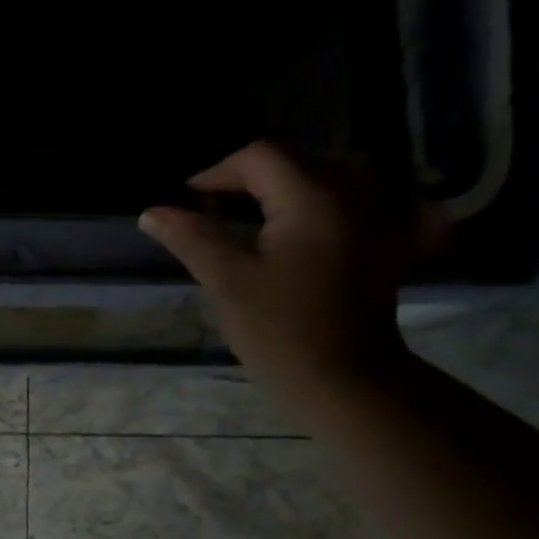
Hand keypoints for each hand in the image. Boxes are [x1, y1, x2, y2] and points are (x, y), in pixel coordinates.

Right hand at [139, 142, 442, 413]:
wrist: (346, 381)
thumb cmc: (281, 333)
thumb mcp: (228, 284)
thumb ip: (191, 238)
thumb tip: (152, 212)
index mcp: (313, 198)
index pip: (260, 157)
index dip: (217, 173)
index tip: (188, 201)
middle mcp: (354, 192)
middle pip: (295, 162)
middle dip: (249, 180)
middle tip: (212, 212)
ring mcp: (378, 215)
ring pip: (324, 177)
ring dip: (283, 189)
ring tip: (249, 218)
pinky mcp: (387, 240)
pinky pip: (353, 201)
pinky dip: (322, 204)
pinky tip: (305, 225)